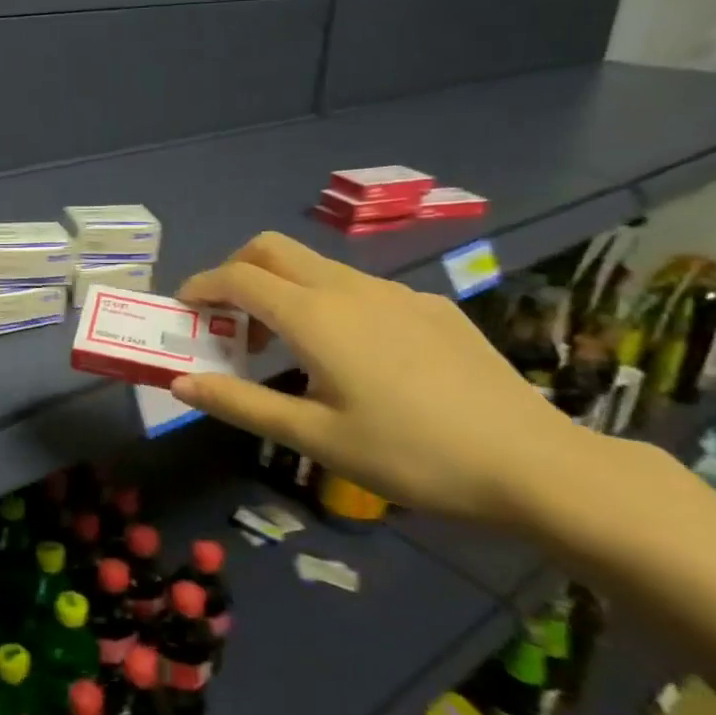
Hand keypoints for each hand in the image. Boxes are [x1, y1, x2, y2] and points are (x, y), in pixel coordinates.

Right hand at [169, 233, 587, 522]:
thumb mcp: (315, 437)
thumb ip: (240, 403)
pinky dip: (328, 303)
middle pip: (272, 249)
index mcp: (314, 315)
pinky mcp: (430, 306)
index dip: (200, 286)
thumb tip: (180, 382)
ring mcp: (395, 292)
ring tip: (284, 345)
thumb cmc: (410, 454)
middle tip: (226, 318)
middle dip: (235, 271)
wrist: (535, 465)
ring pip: (316, 266)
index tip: (183, 308)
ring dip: (281, 288)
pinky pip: (359, 288)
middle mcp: (349, 287)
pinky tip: (353, 357)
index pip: (237, 277)